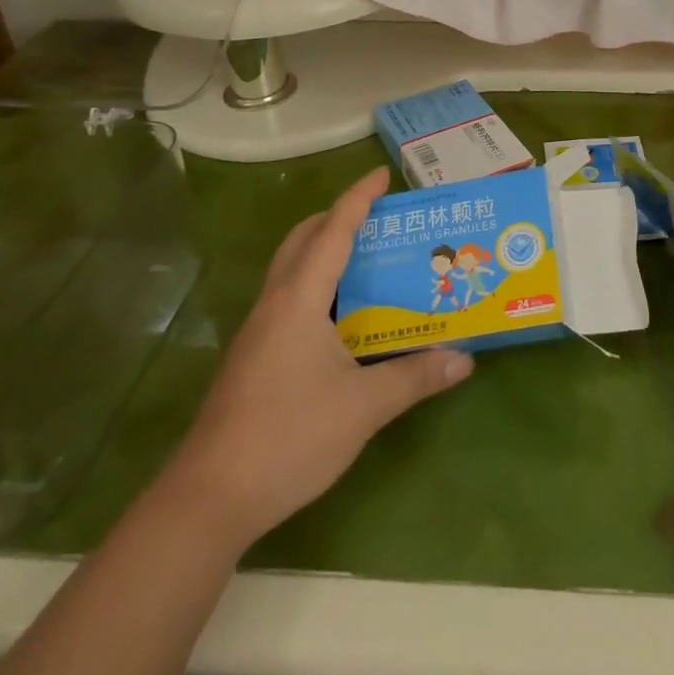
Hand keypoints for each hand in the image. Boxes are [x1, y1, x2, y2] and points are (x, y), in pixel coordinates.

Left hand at [171, 167, 472, 544]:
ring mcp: (257, 331)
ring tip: (366, 260)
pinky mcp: (251, 358)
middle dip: (337, 217)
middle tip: (377, 218)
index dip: (359, 198)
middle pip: (303, 239)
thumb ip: (415, 377)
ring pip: (291, 269)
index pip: (333, 230)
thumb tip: (464, 359)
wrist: (208, 500)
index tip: (382, 174)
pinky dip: (315, 285)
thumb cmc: (289, 437)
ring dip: (323, 251)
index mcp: (300, 299)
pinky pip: (288, 299)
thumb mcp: (363, 407)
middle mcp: (275, 303)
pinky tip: (340, 318)